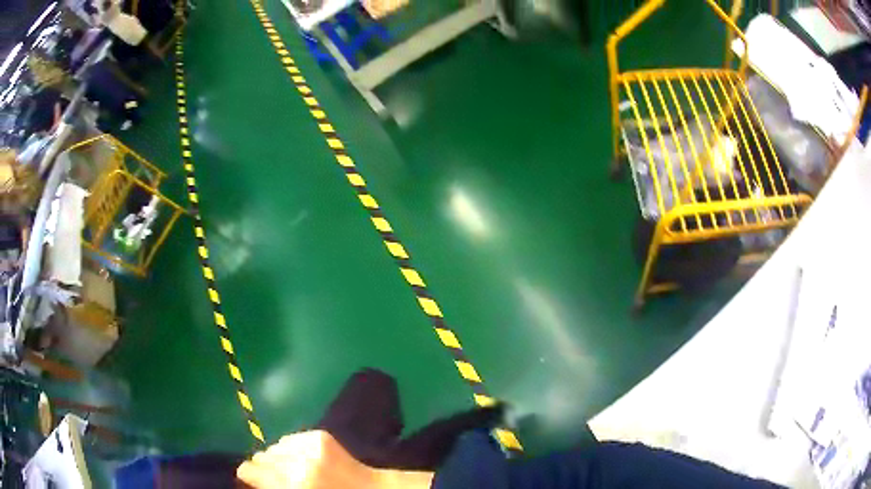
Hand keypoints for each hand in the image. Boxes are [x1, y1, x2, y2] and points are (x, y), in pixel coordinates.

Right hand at [237, 430, 433, 488]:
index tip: (252, 480)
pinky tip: (308, 459)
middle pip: (261, 456)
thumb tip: (250, 478)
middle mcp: (297, 462)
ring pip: (275, 446)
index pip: (249, 470)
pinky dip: (294, 449)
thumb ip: (271, 487)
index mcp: (293, 484)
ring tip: (296, 469)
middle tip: (279, 478)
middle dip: (266, 467)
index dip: (249, 476)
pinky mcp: (320, 435)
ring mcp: (309, 445)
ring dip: (281, 457)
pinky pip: (291, 439)